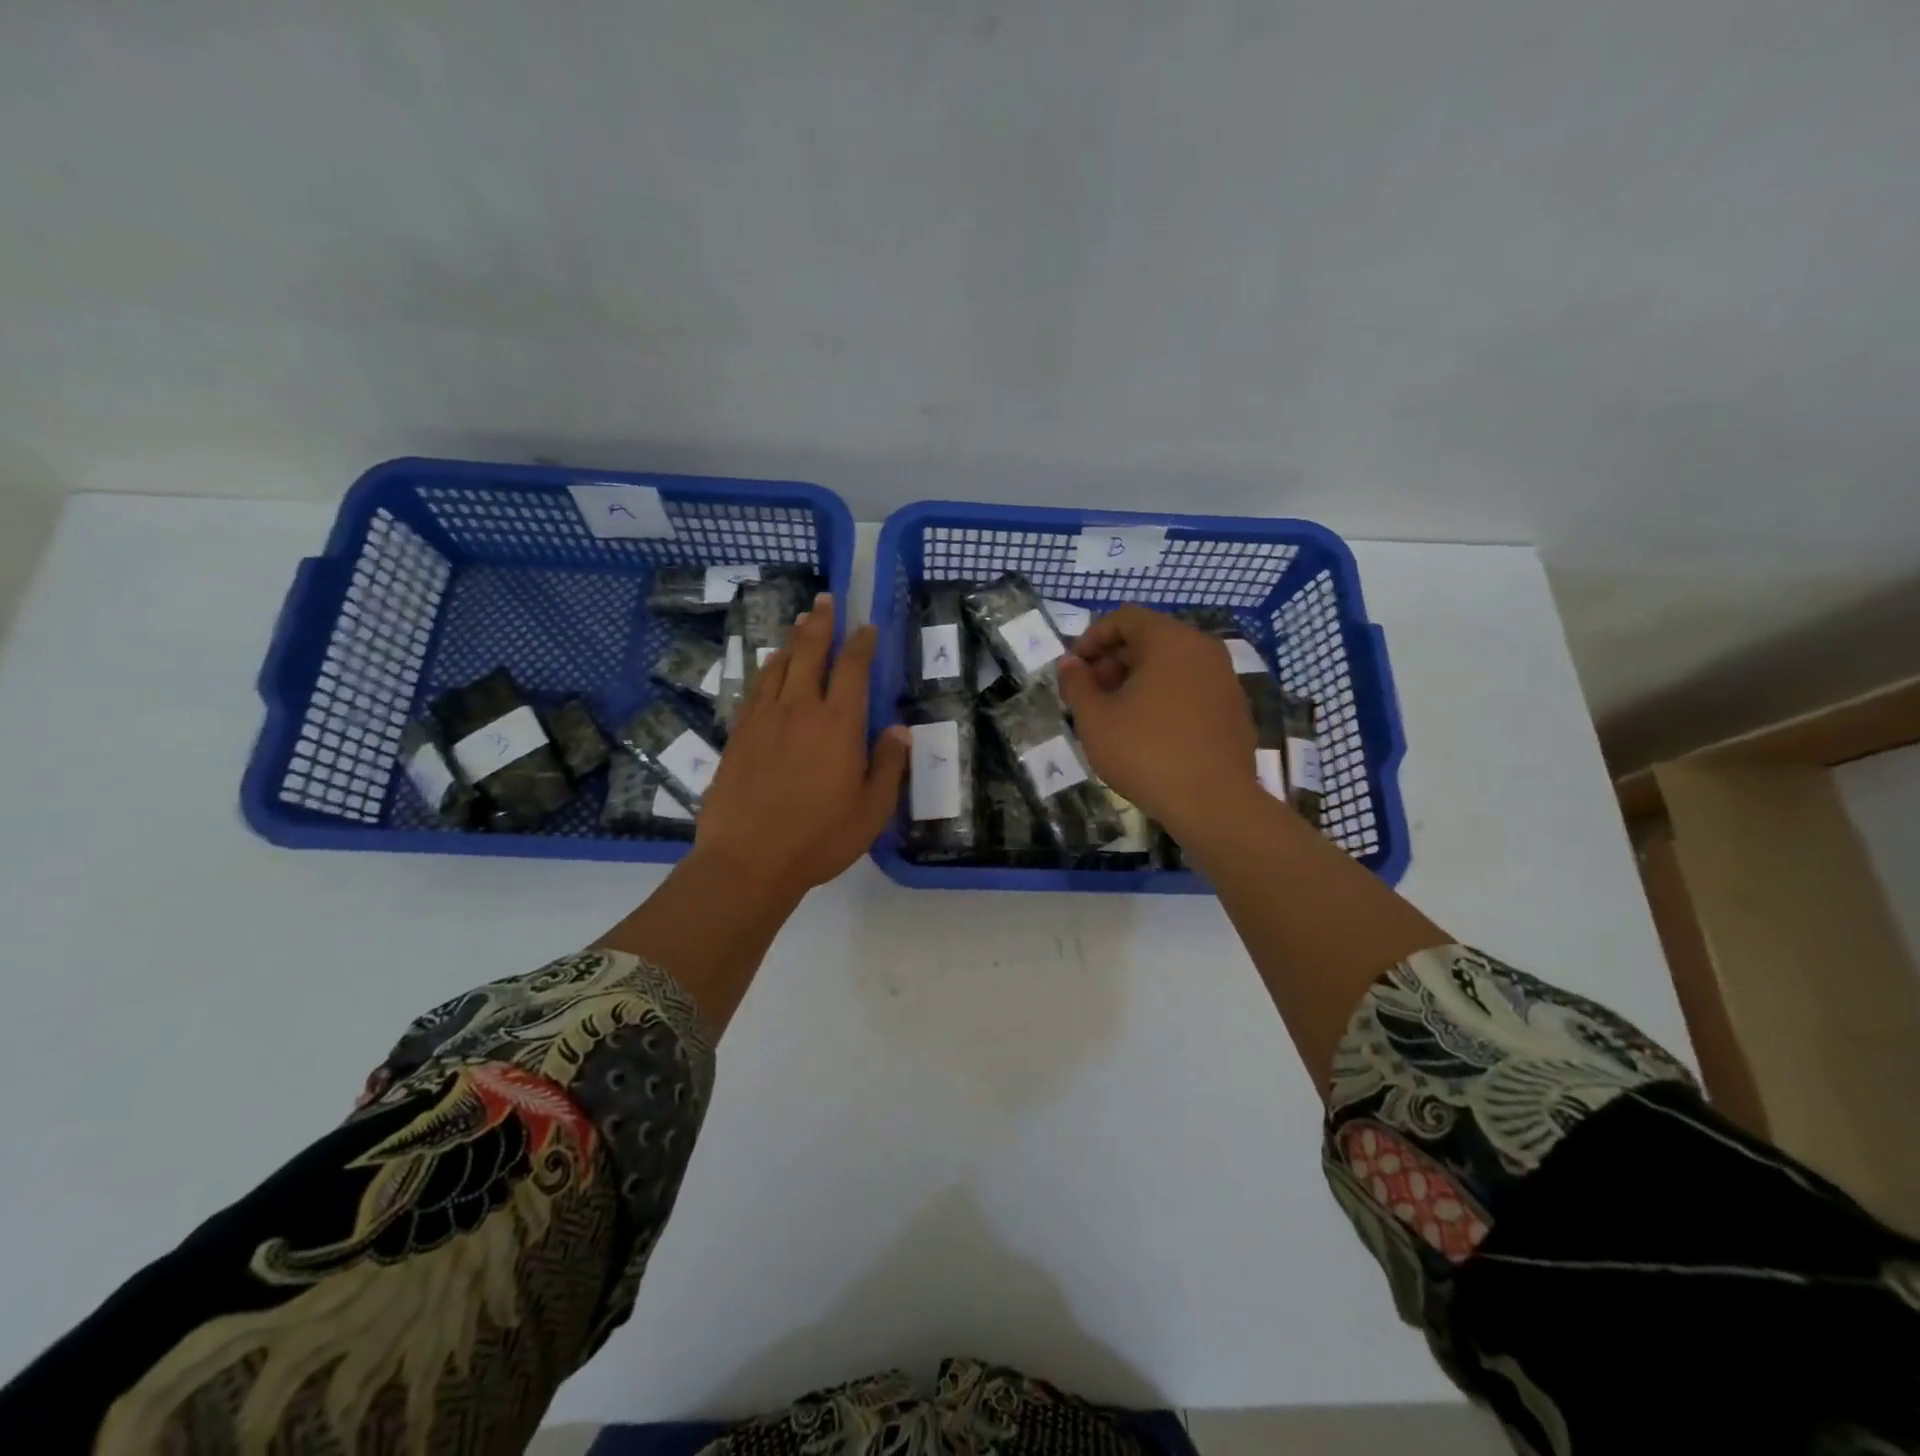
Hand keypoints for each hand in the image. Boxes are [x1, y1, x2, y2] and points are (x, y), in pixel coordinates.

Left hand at [693, 595, 909, 899]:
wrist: (747, 860)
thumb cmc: (819, 839)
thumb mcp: (870, 811)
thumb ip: (887, 766)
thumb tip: (900, 730)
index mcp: (838, 725)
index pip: (853, 669)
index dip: (862, 643)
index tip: (867, 626)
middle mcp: (800, 710)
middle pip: (810, 652)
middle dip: (821, 623)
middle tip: (825, 599)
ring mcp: (763, 719)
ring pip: (778, 665)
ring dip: (792, 640)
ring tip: (800, 623)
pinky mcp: (738, 734)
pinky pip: (755, 688)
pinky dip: (766, 669)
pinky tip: (769, 668)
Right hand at [1056, 606, 1255, 835]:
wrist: (1213, 803)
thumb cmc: (1146, 752)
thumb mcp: (1095, 719)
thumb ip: (1077, 684)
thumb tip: (1069, 664)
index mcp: (1171, 641)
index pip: (1126, 618)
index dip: (1093, 638)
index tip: (1074, 668)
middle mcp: (1204, 650)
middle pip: (1150, 639)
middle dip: (1113, 661)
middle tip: (1089, 694)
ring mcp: (1224, 680)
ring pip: (1171, 666)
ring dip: (1137, 681)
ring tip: (1114, 715)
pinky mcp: (1233, 710)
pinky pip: (1190, 689)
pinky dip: (1163, 697)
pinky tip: (1146, 732)